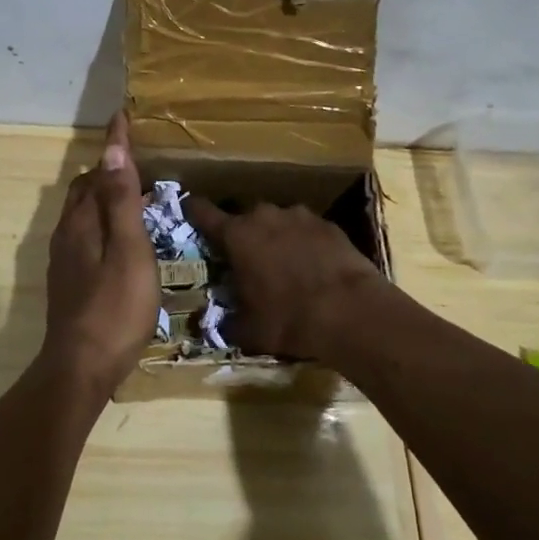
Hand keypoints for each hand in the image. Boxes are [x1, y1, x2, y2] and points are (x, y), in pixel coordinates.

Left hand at [42, 113, 159, 396]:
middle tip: (138, 166)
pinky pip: (84, 235)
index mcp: (81, 222)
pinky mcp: (69, 281)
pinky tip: (119, 241)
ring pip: (82, 214)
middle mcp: (67, 233)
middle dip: (106, 171)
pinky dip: (101, 222)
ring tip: (133, 199)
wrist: (80, 369)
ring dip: (103, 198)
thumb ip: (121, 202)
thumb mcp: (128, 251)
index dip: (113, 145)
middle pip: (84, 190)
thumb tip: (112, 151)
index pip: (98, 171)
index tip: (122, 117)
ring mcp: (65, 259)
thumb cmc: (114, 308)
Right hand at [184, 196, 381, 358]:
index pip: (203, 212)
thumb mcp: (250, 330)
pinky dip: (305, 243)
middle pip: (245, 218)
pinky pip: (307, 230)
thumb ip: (228, 323)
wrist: (350, 311)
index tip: (188, 209)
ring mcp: (299, 216)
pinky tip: (314, 267)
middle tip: (246, 259)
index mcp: (237, 235)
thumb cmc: (288, 319)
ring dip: (276, 237)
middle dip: (243, 234)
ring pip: (278, 222)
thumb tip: (213, 326)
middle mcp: (264, 216)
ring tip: (284, 264)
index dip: (194, 210)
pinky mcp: (328, 224)